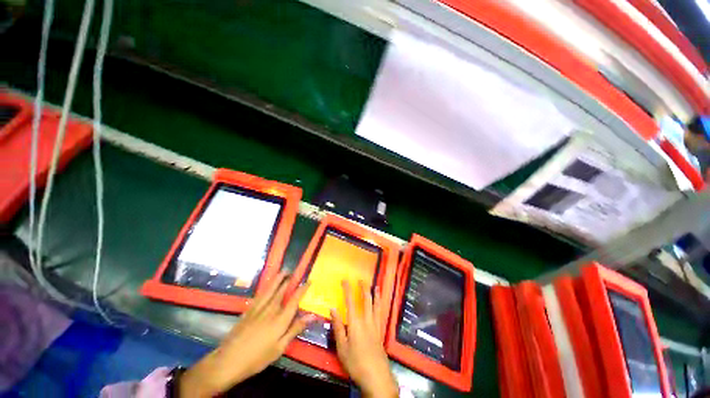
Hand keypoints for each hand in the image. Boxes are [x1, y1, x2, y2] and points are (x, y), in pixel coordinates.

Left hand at [180, 271, 314, 396]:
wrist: (228, 361)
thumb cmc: (257, 358)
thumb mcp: (280, 348)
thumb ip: (295, 329)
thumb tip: (312, 316)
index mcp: (280, 319)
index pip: (294, 300)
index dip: (302, 289)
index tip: (309, 281)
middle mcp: (271, 310)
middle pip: (282, 290)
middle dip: (289, 279)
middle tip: (294, 271)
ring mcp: (258, 309)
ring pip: (270, 289)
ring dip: (278, 279)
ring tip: (283, 271)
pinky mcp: (248, 311)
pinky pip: (260, 294)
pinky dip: (266, 287)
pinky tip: (267, 285)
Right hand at [331, 281, 398, 397]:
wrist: (376, 376)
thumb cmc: (355, 362)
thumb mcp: (341, 347)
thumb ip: (337, 327)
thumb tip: (332, 309)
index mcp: (355, 323)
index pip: (350, 301)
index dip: (347, 289)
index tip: (345, 280)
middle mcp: (367, 320)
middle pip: (366, 300)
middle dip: (363, 288)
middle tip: (361, 279)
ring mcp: (375, 325)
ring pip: (376, 305)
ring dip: (375, 294)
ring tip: (375, 286)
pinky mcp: (380, 331)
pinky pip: (380, 313)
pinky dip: (380, 304)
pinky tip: (380, 303)